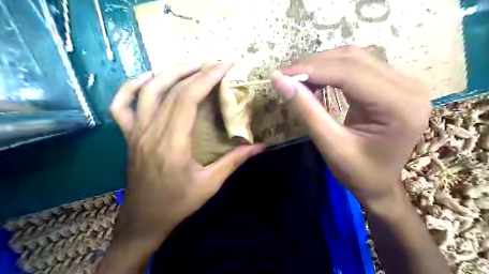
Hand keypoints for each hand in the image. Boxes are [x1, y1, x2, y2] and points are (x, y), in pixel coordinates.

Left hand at [110, 62, 263, 245]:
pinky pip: (121, 105)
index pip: (187, 99)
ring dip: (169, 73)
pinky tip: (149, 79)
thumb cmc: (178, 203)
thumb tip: (260, 146)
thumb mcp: (210, 184)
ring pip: (147, 91)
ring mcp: (135, 132)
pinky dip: (131, 87)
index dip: (206, 78)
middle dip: (196, 72)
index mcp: (172, 144)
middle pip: (171, 91)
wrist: (144, 219)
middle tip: (214, 65)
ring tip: (190, 66)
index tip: (224, 66)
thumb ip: (234, 161)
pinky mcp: (128, 136)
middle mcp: (151, 132)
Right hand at [271, 45, 430, 207]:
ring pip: (355, 58)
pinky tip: (315, 79)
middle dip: (315, 64)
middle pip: (354, 59)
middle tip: (286, 75)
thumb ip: (307, 111)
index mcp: (399, 106)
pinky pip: (358, 67)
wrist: (381, 185)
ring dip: (322, 64)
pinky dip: (331, 70)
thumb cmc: (358, 174)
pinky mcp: (393, 85)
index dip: (312, 69)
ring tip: (297, 77)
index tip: (282, 74)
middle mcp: (408, 87)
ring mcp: (403, 83)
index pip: (350, 73)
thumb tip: (280, 80)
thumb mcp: (330, 145)